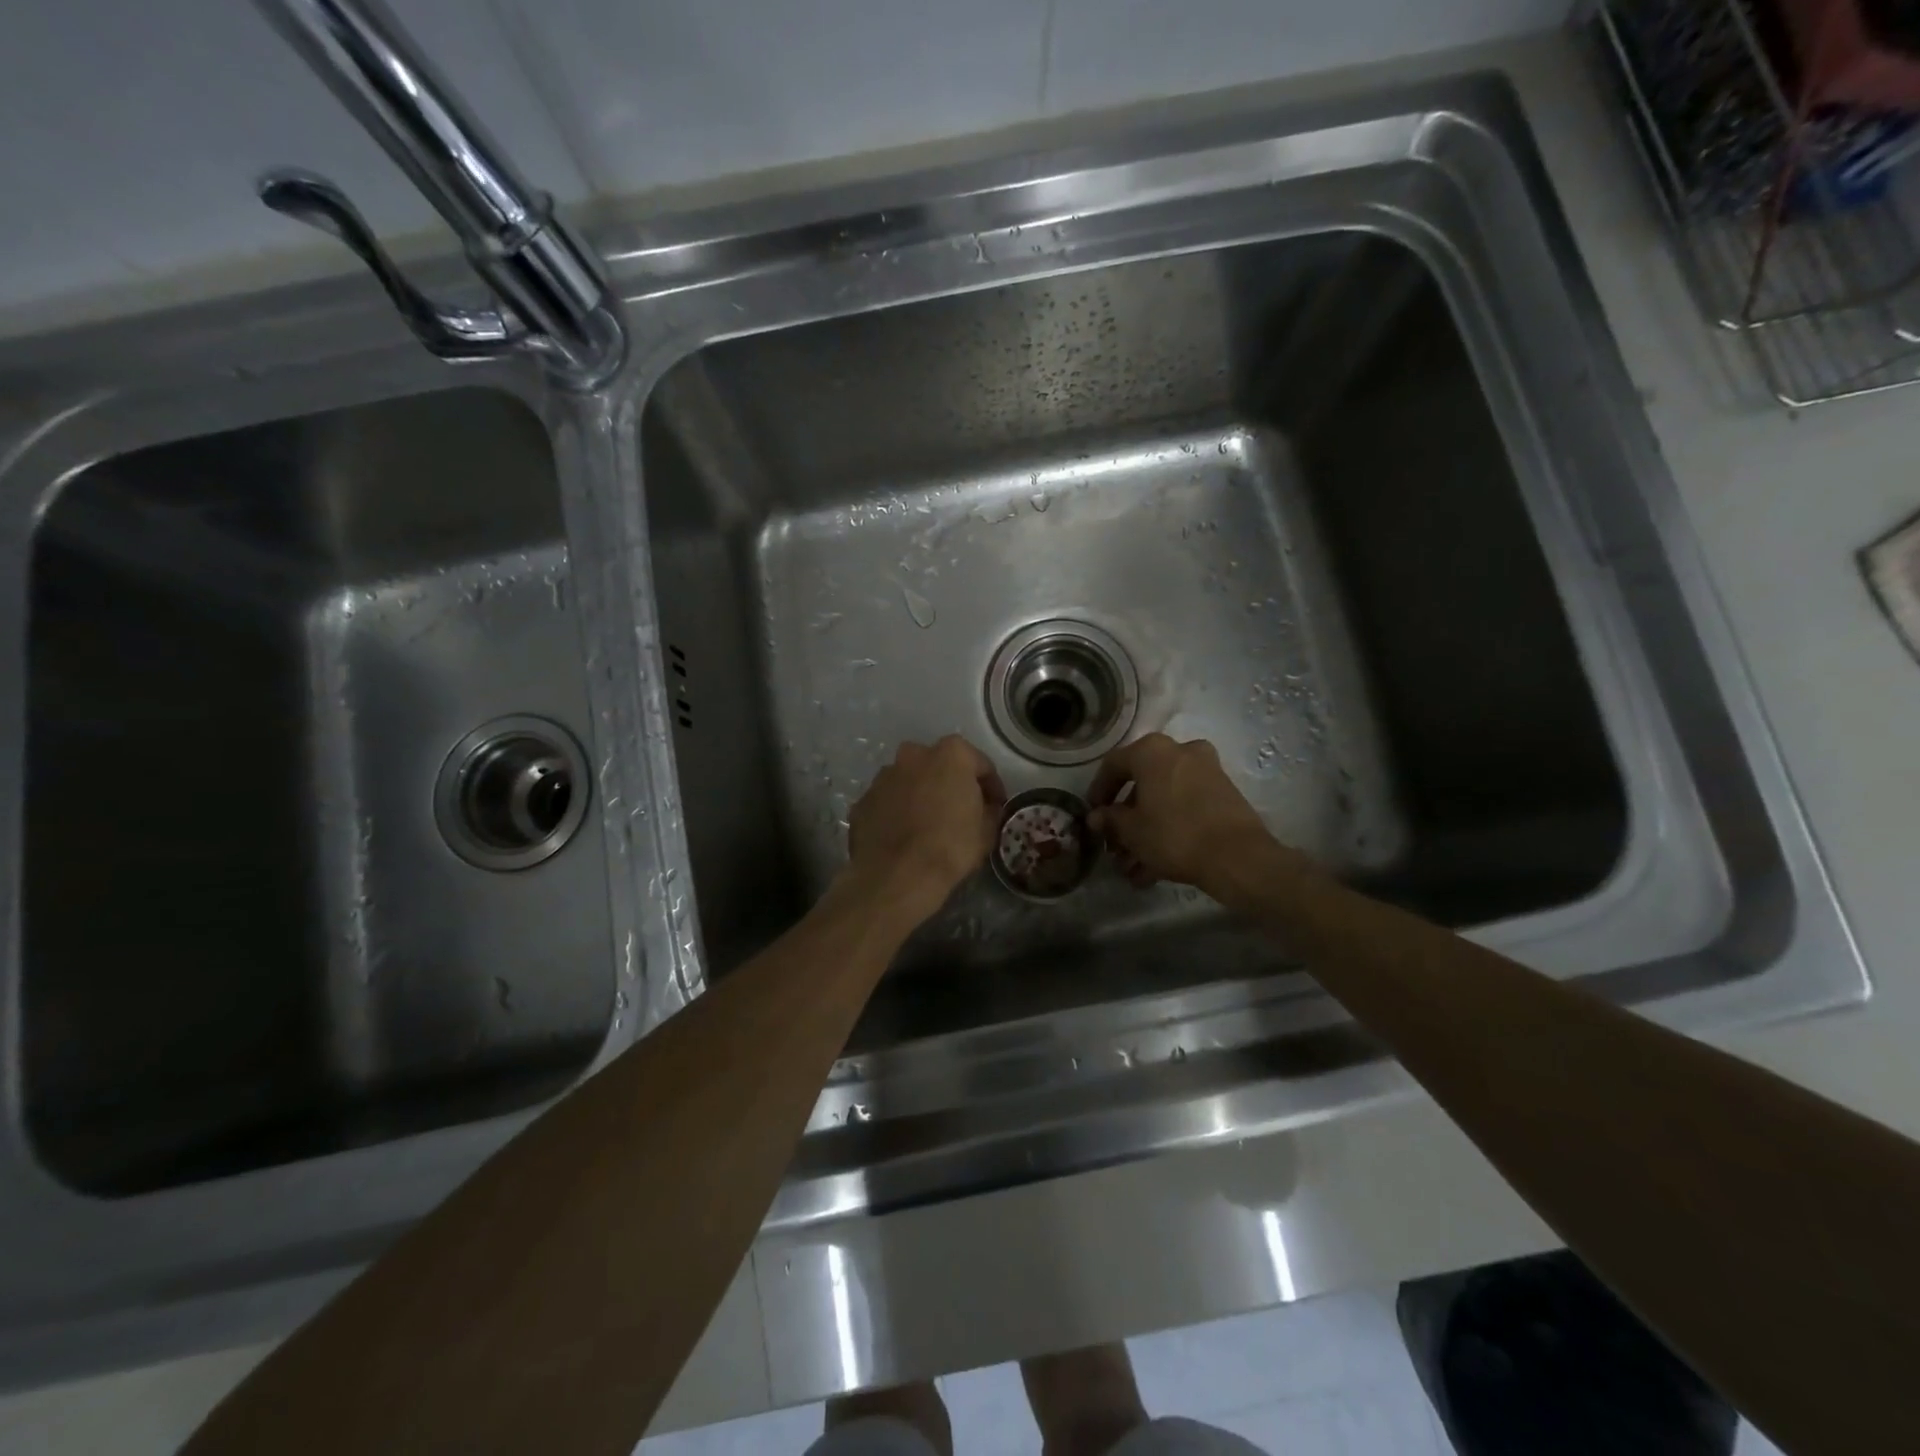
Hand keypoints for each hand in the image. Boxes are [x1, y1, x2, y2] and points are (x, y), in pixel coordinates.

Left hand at [848, 736, 1004, 918]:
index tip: (995, 807)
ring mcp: (883, 776)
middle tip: (959, 811)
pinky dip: (896, 813)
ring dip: (920, 796)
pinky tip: (903, 837)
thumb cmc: (950, 847)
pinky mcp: (863, 800)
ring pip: (909, 781)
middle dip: (950, 784)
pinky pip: (887, 802)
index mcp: (950, 754)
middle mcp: (914, 755)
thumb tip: (986, 808)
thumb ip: (989, 810)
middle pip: (939, 766)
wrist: (897, 876)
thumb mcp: (987, 831)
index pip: (980, 765)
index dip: (991, 787)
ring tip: (927, 826)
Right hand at [1087, 734, 1273, 892]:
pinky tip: (1155, 868)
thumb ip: (1110, 819)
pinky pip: (1185, 809)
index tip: (1092, 815)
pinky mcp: (1223, 795)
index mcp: (1152, 751)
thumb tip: (1097, 817)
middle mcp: (1180, 752)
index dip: (1098, 791)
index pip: (1113, 765)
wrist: (1236, 856)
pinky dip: (1169, 831)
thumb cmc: (1173, 834)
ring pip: (1164, 800)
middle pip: (1142, 785)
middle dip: (1126, 820)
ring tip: (1133, 868)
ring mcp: (1206, 772)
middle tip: (1114, 847)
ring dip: (1146, 832)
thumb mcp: (1131, 830)